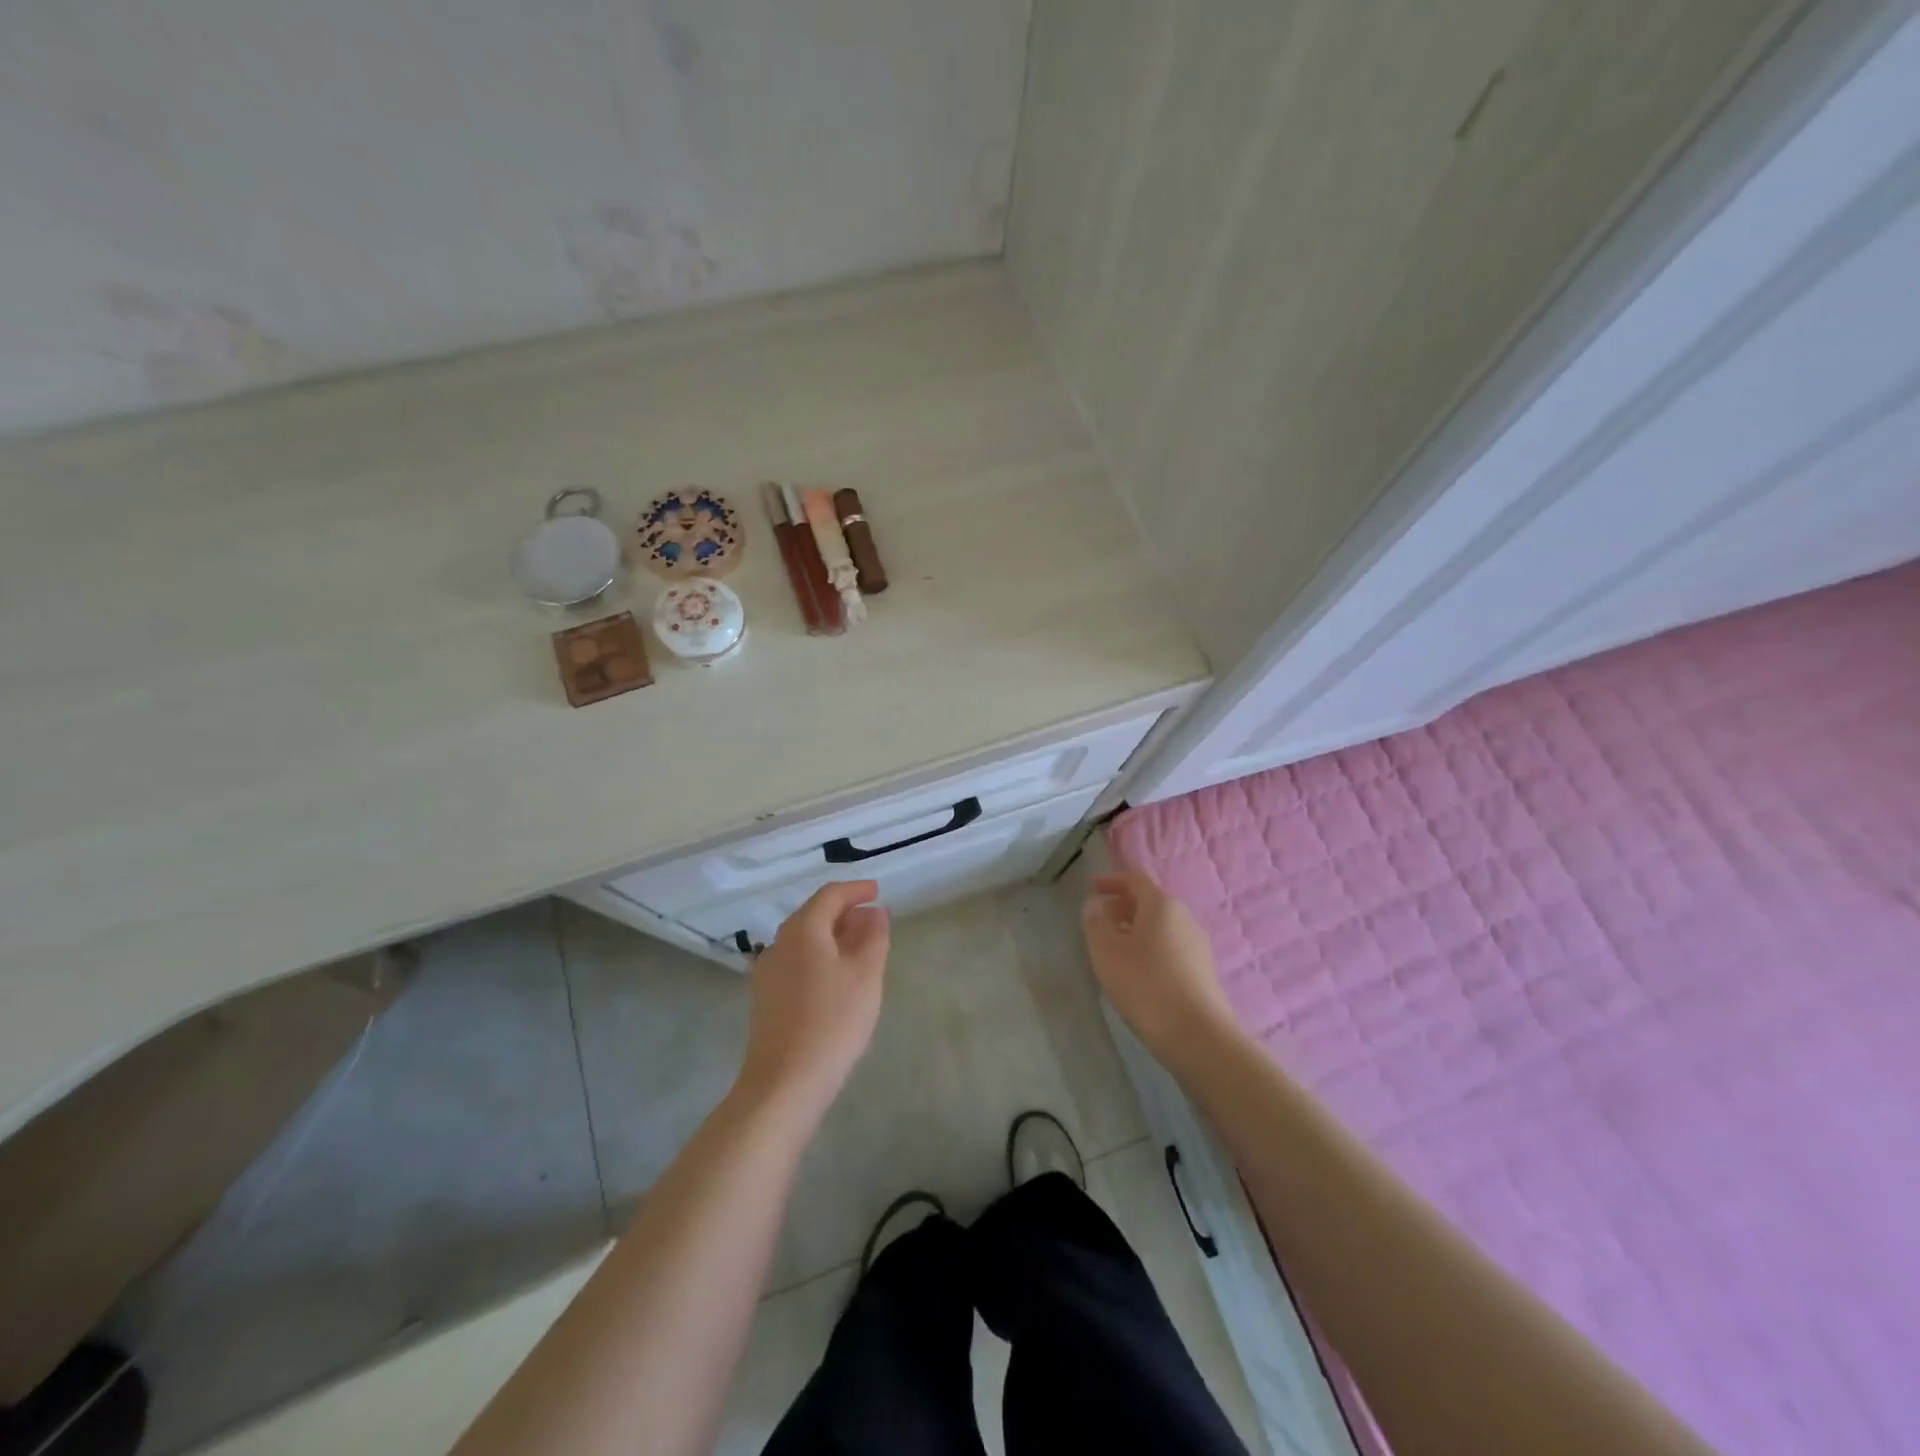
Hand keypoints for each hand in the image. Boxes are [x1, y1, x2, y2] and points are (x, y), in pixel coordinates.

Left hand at [736, 880, 890, 1118]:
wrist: (784, 1083)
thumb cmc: (832, 1022)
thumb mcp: (865, 976)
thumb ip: (874, 937)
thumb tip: (876, 912)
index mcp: (803, 930)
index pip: (830, 895)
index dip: (856, 890)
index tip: (877, 891)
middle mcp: (779, 944)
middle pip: (813, 915)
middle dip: (844, 912)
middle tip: (873, 920)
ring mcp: (768, 972)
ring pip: (804, 940)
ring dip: (832, 936)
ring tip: (860, 947)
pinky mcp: (766, 999)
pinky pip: (796, 962)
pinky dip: (819, 956)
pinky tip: (836, 977)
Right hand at [1082, 870, 1238, 1068]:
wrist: (1198, 1036)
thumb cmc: (1146, 986)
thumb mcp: (1107, 952)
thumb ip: (1096, 922)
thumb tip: (1096, 904)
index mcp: (1162, 905)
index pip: (1135, 879)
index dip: (1111, 880)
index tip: (1091, 888)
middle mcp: (1184, 917)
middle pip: (1149, 901)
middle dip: (1122, 906)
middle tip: (1098, 921)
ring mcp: (1197, 944)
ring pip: (1160, 925)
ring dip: (1135, 929)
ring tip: (1114, 948)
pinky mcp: (1203, 970)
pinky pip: (1170, 946)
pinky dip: (1150, 947)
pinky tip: (1137, 971)